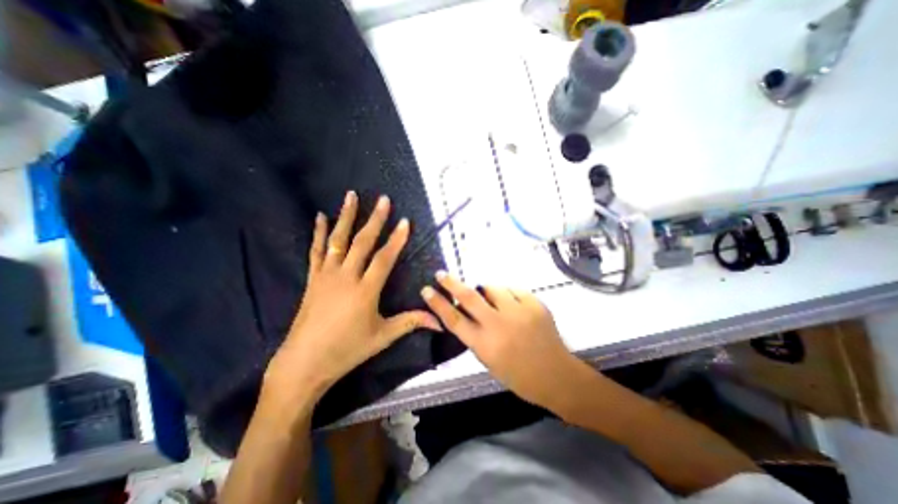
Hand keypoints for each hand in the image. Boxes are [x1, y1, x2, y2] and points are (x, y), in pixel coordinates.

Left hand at [263, 190, 443, 403]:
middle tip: (383, 199)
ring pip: (338, 240)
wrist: (305, 362)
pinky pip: (315, 250)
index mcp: (365, 290)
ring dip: (346, 216)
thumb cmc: (347, 350)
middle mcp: (346, 277)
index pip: (384, 258)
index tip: (405, 221)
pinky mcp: (313, 278)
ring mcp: (327, 275)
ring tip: (351, 195)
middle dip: (375, 219)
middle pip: (362, 242)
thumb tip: (440, 322)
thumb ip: (411, 322)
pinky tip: (319, 216)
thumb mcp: (383, 336)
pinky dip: (318, 232)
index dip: (396, 239)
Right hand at [423, 273, 590, 407]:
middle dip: (451, 283)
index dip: (438, 303)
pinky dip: (509, 294)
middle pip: (469, 297)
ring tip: (492, 298)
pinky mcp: (534, 304)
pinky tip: (513, 305)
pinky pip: (514, 290)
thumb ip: (476, 333)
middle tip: (441, 274)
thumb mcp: (488, 359)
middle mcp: (498, 325)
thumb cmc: (518, 374)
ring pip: (493, 288)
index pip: (454, 319)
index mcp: (484, 344)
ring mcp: (518, 312)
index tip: (426, 290)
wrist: (556, 375)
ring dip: (487, 290)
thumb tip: (467, 309)